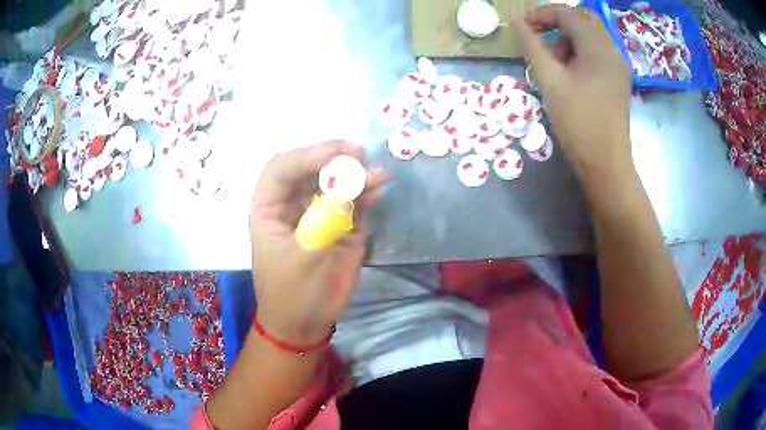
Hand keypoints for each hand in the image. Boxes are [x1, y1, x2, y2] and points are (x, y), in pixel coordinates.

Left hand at [249, 141, 386, 346]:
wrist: (306, 324)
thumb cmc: (292, 294)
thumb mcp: (303, 259)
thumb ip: (324, 221)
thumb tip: (348, 186)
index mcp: (269, 209)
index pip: (281, 170)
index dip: (305, 157)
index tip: (334, 155)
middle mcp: (292, 205)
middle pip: (310, 169)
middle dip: (332, 159)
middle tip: (358, 155)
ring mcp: (318, 213)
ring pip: (334, 183)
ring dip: (355, 175)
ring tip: (377, 174)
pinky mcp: (341, 225)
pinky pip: (354, 203)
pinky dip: (366, 194)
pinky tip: (378, 189)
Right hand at [512, 6, 632, 176]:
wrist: (606, 165)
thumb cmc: (578, 123)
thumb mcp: (550, 81)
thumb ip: (532, 47)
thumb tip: (517, 23)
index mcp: (598, 49)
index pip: (569, 14)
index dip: (543, 14)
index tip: (524, 26)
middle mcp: (613, 52)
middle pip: (584, 20)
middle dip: (558, 23)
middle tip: (539, 37)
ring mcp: (618, 67)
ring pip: (591, 36)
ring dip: (569, 38)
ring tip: (553, 61)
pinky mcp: (618, 80)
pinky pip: (598, 53)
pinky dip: (580, 52)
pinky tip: (569, 72)